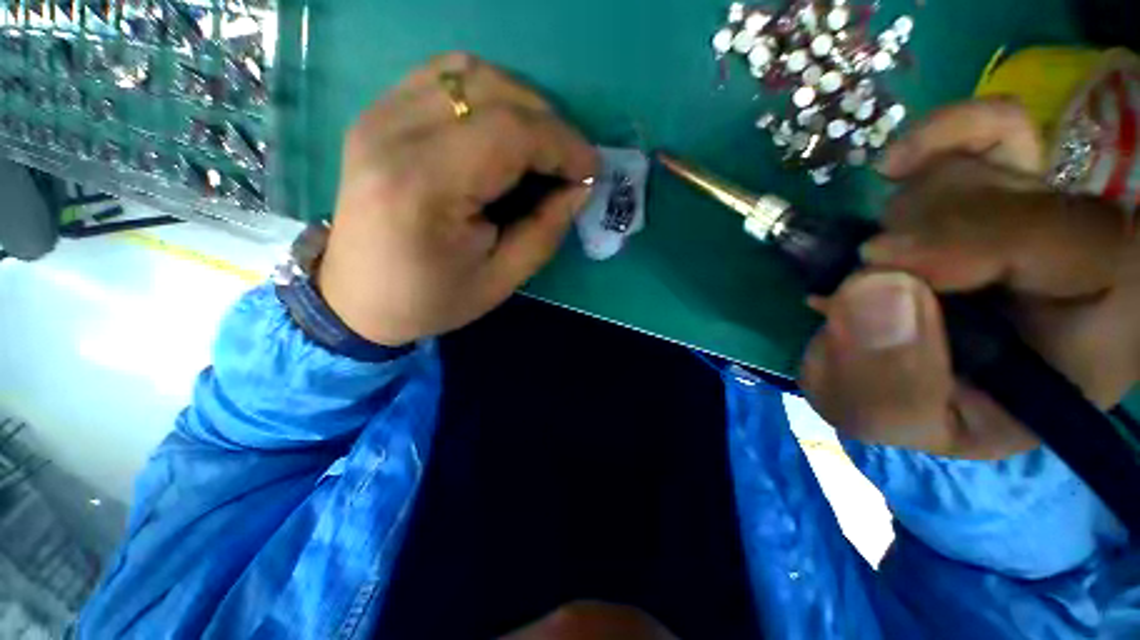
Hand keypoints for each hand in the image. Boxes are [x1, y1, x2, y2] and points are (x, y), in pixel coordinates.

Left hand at [318, 54, 598, 345]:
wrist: (356, 298)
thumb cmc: (431, 299)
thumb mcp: (501, 279)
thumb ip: (545, 230)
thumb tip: (580, 187)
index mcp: (424, 187)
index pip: (508, 133)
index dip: (562, 145)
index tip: (591, 169)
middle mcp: (392, 135)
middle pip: (490, 91)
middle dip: (547, 123)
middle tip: (569, 162)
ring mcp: (378, 117)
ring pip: (467, 73)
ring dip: (520, 103)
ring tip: (540, 146)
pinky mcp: (376, 115)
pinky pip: (442, 79)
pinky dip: (486, 95)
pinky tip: (500, 131)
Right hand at [800, 99, 1138, 459]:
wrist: (883, 374)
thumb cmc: (897, 405)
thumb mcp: (879, 417)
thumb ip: (883, 380)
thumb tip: (874, 286)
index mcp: (1087, 347)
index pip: (1099, 255)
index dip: (993, 241)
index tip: (886, 267)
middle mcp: (1081, 272)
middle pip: (1035, 200)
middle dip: (929, 234)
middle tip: (864, 273)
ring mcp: (1042, 219)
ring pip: (990, 171)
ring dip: (906, 216)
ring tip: (870, 268)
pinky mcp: (1000, 190)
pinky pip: (996, 127)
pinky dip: (946, 133)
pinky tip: (897, 166)